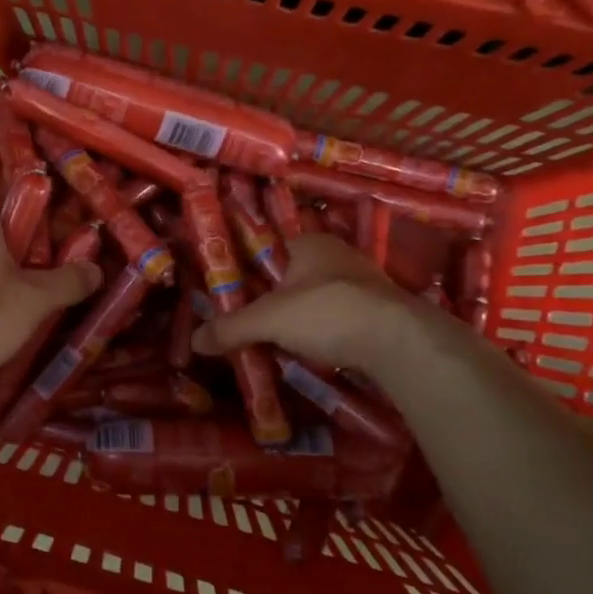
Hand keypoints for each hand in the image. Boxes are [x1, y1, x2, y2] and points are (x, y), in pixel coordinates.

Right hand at [191, 233, 413, 376]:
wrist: (397, 340)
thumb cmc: (326, 312)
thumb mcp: (268, 320)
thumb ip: (231, 328)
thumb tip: (194, 341)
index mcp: (310, 242)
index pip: (272, 249)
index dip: (253, 270)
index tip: (237, 294)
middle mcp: (339, 254)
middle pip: (296, 276)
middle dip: (277, 298)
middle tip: (254, 323)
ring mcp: (364, 283)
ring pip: (321, 298)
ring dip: (304, 317)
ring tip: (281, 341)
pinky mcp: (381, 311)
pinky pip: (343, 318)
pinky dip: (328, 332)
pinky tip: (317, 351)